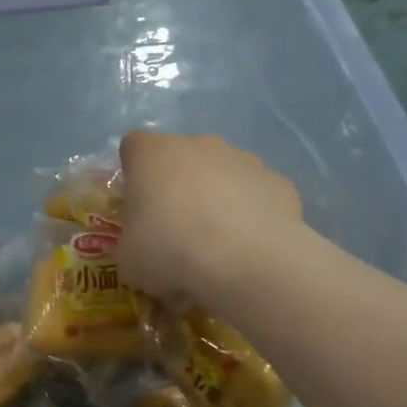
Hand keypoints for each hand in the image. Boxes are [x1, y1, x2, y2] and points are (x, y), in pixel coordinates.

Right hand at [116, 130, 302, 303]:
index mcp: (152, 154)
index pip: (133, 148)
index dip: (134, 176)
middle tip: (176, 232)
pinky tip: (249, 248)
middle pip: (181, 159)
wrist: (245, 262)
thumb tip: (143, 250)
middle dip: (178, 188)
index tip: (138, 207)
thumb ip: (131, 244)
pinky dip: (251, 215)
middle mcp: (198, 145)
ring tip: (217, 246)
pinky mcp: (278, 181)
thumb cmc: (170, 252)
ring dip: (216, 200)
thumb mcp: (128, 260)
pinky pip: (256, 195)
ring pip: (222, 174)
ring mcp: (243, 159)